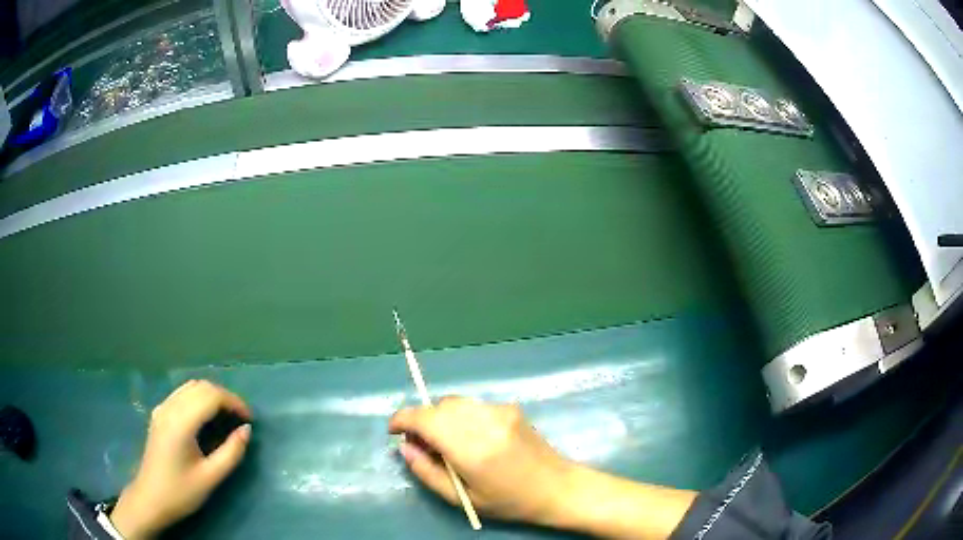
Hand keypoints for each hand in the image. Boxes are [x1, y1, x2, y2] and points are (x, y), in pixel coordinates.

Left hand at [110, 380, 252, 539]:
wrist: (151, 499)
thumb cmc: (181, 492)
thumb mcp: (211, 478)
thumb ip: (231, 452)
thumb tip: (247, 430)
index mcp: (181, 422)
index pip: (211, 396)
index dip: (234, 402)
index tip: (250, 419)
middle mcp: (169, 408)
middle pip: (201, 387)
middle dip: (224, 397)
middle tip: (241, 418)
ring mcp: (162, 409)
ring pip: (190, 387)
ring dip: (211, 395)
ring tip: (227, 416)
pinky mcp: (159, 414)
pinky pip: (181, 394)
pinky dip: (198, 398)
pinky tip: (206, 417)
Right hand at [388, 396, 575, 525]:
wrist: (557, 487)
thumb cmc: (509, 501)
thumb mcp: (462, 499)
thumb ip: (428, 473)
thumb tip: (405, 448)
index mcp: (471, 449)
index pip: (425, 419)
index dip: (402, 420)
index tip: (394, 431)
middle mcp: (484, 422)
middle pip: (438, 406)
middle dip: (421, 420)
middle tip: (422, 446)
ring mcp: (500, 411)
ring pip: (455, 402)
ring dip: (440, 417)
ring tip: (445, 443)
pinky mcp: (510, 408)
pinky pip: (473, 405)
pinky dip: (460, 416)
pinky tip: (470, 437)